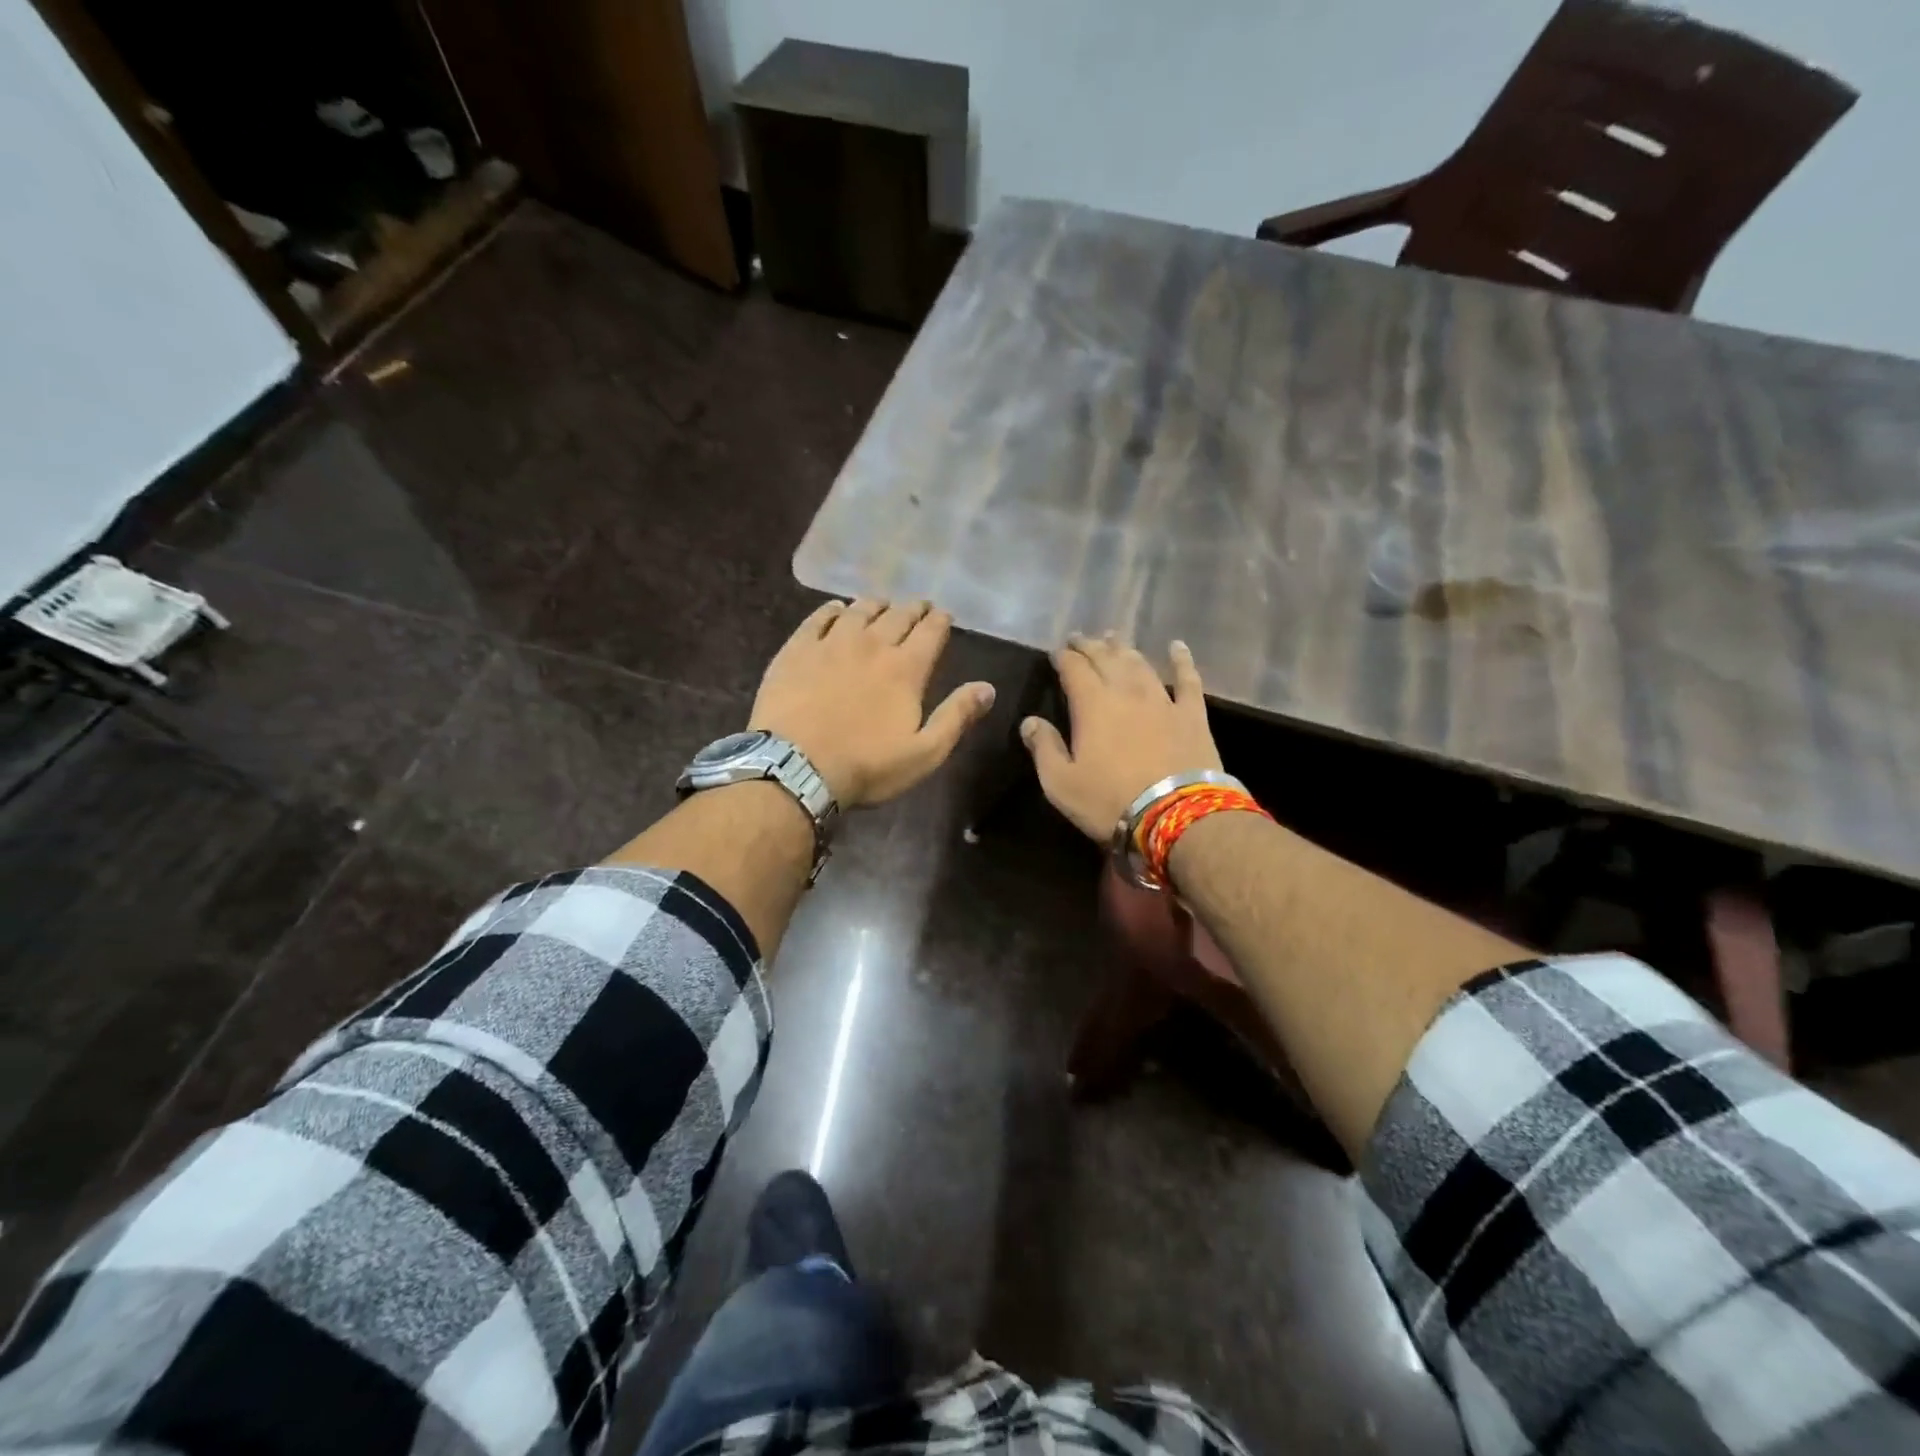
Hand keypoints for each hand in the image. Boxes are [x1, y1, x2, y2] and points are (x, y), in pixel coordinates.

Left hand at [751, 598, 995, 807]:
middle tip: (920, 606)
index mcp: (906, 669)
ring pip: (859, 611)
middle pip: (897, 616)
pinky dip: (832, 610)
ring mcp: (831, 644)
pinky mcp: (797, 650)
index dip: (940, 620)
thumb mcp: (924, 753)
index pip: (930, 632)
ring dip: (876, 604)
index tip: (944, 614)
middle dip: (913, 608)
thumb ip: (956, 717)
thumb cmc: (866, 766)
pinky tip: (836, 609)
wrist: (795, 767)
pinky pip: (817, 618)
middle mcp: (872, 645)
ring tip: (882, 604)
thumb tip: (987, 688)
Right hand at [1021, 634, 1221, 840]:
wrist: (1177, 815)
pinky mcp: (1192, 714)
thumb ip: (1044, 748)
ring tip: (1114, 639)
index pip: (1074, 669)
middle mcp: (1126, 692)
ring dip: (1124, 649)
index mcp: (1092, 705)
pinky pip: (1187, 679)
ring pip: (1140, 664)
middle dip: (1090, 646)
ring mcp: (1162, 700)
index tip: (1055, 651)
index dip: (1063, 657)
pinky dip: (1181, 660)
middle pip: (1106, 659)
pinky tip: (1177, 647)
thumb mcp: (1061, 784)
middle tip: (1080, 638)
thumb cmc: (1110, 801)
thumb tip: (1029, 722)